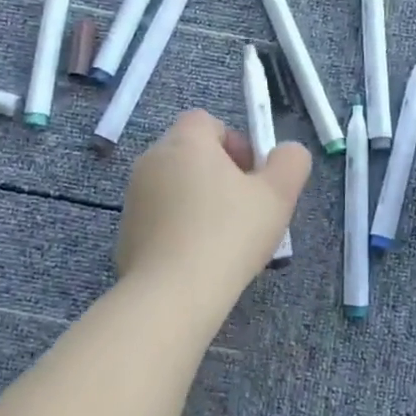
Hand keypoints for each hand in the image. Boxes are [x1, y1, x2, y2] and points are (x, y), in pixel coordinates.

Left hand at [116, 109, 311, 301]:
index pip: (207, 121)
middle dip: (219, 173)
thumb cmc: (229, 234)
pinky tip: (198, 258)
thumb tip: (286, 152)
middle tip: (245, 208)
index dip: (234, 142)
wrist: (173, 294)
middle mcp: (152, 160)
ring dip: (198, 201)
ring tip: (224, 239)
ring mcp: (134, 197)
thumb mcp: (278, 195)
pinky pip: (159, 217)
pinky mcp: (126, 231)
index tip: (252, 176)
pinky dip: (178, 227)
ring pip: (174, 186)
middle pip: (190, 153)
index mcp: (186, 142)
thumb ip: (290, 162)